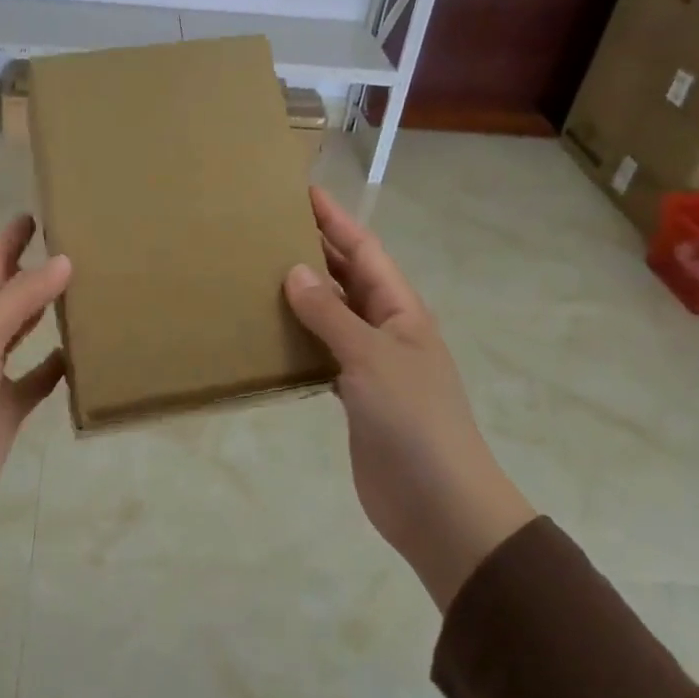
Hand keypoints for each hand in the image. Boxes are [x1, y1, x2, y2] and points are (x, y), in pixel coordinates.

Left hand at [0, 216, 70, 549]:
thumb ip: (21, 300)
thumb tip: (65, 260)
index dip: (9, 240)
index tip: (36, 213)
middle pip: (10, 295)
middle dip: (33, 270)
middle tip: (72, 246)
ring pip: (26, 334)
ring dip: (48, 314)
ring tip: (85, 292)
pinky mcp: (9, 411)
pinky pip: (39, 381)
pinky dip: (58, 368)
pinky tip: (82, 356)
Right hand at [284, 186, 534, 611]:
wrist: (439, 505)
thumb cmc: (413, 421)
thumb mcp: (372, 358)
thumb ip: (331, 315)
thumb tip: (293, 270)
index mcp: (401, 310)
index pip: (364, 251)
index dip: (335, 220)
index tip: (301, 192)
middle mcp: (387, 329)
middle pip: (349, 277)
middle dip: (316, 250)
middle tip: (267, 228)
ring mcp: (372, 364)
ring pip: (334, 314)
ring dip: (304, 294)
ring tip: (259, 272)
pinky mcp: (356, 396)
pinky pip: (324, 352)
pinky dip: (301, 337)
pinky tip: (271, 332)